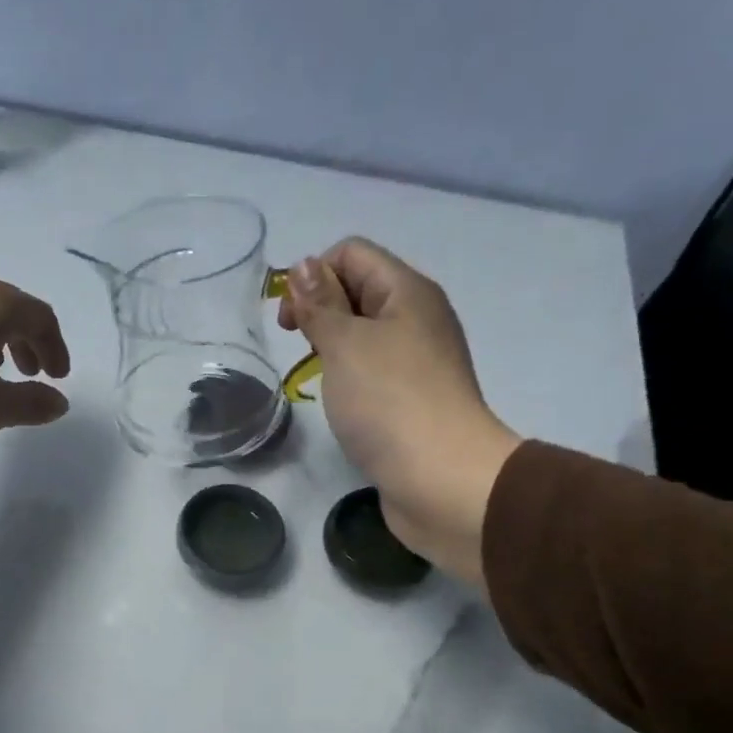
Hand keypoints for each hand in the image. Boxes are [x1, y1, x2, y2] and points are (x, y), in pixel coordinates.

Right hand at [280, 239, 520, 585]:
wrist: (441, 479)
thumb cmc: (389, 403)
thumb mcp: (346, 344)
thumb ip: (321, 304)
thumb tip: (305, 265)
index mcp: (408, 292)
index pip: (353, 253)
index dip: (314, 275)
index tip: (290, 321)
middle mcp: (417, 319)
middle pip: (359, 290)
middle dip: (320, 309)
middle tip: (299, 347)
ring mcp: (418, 362)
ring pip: (365, 334)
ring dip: (332, 345)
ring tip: (316, 375)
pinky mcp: (412, 400)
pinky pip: (374, 370)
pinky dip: (350, 377)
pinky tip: (340, 402)